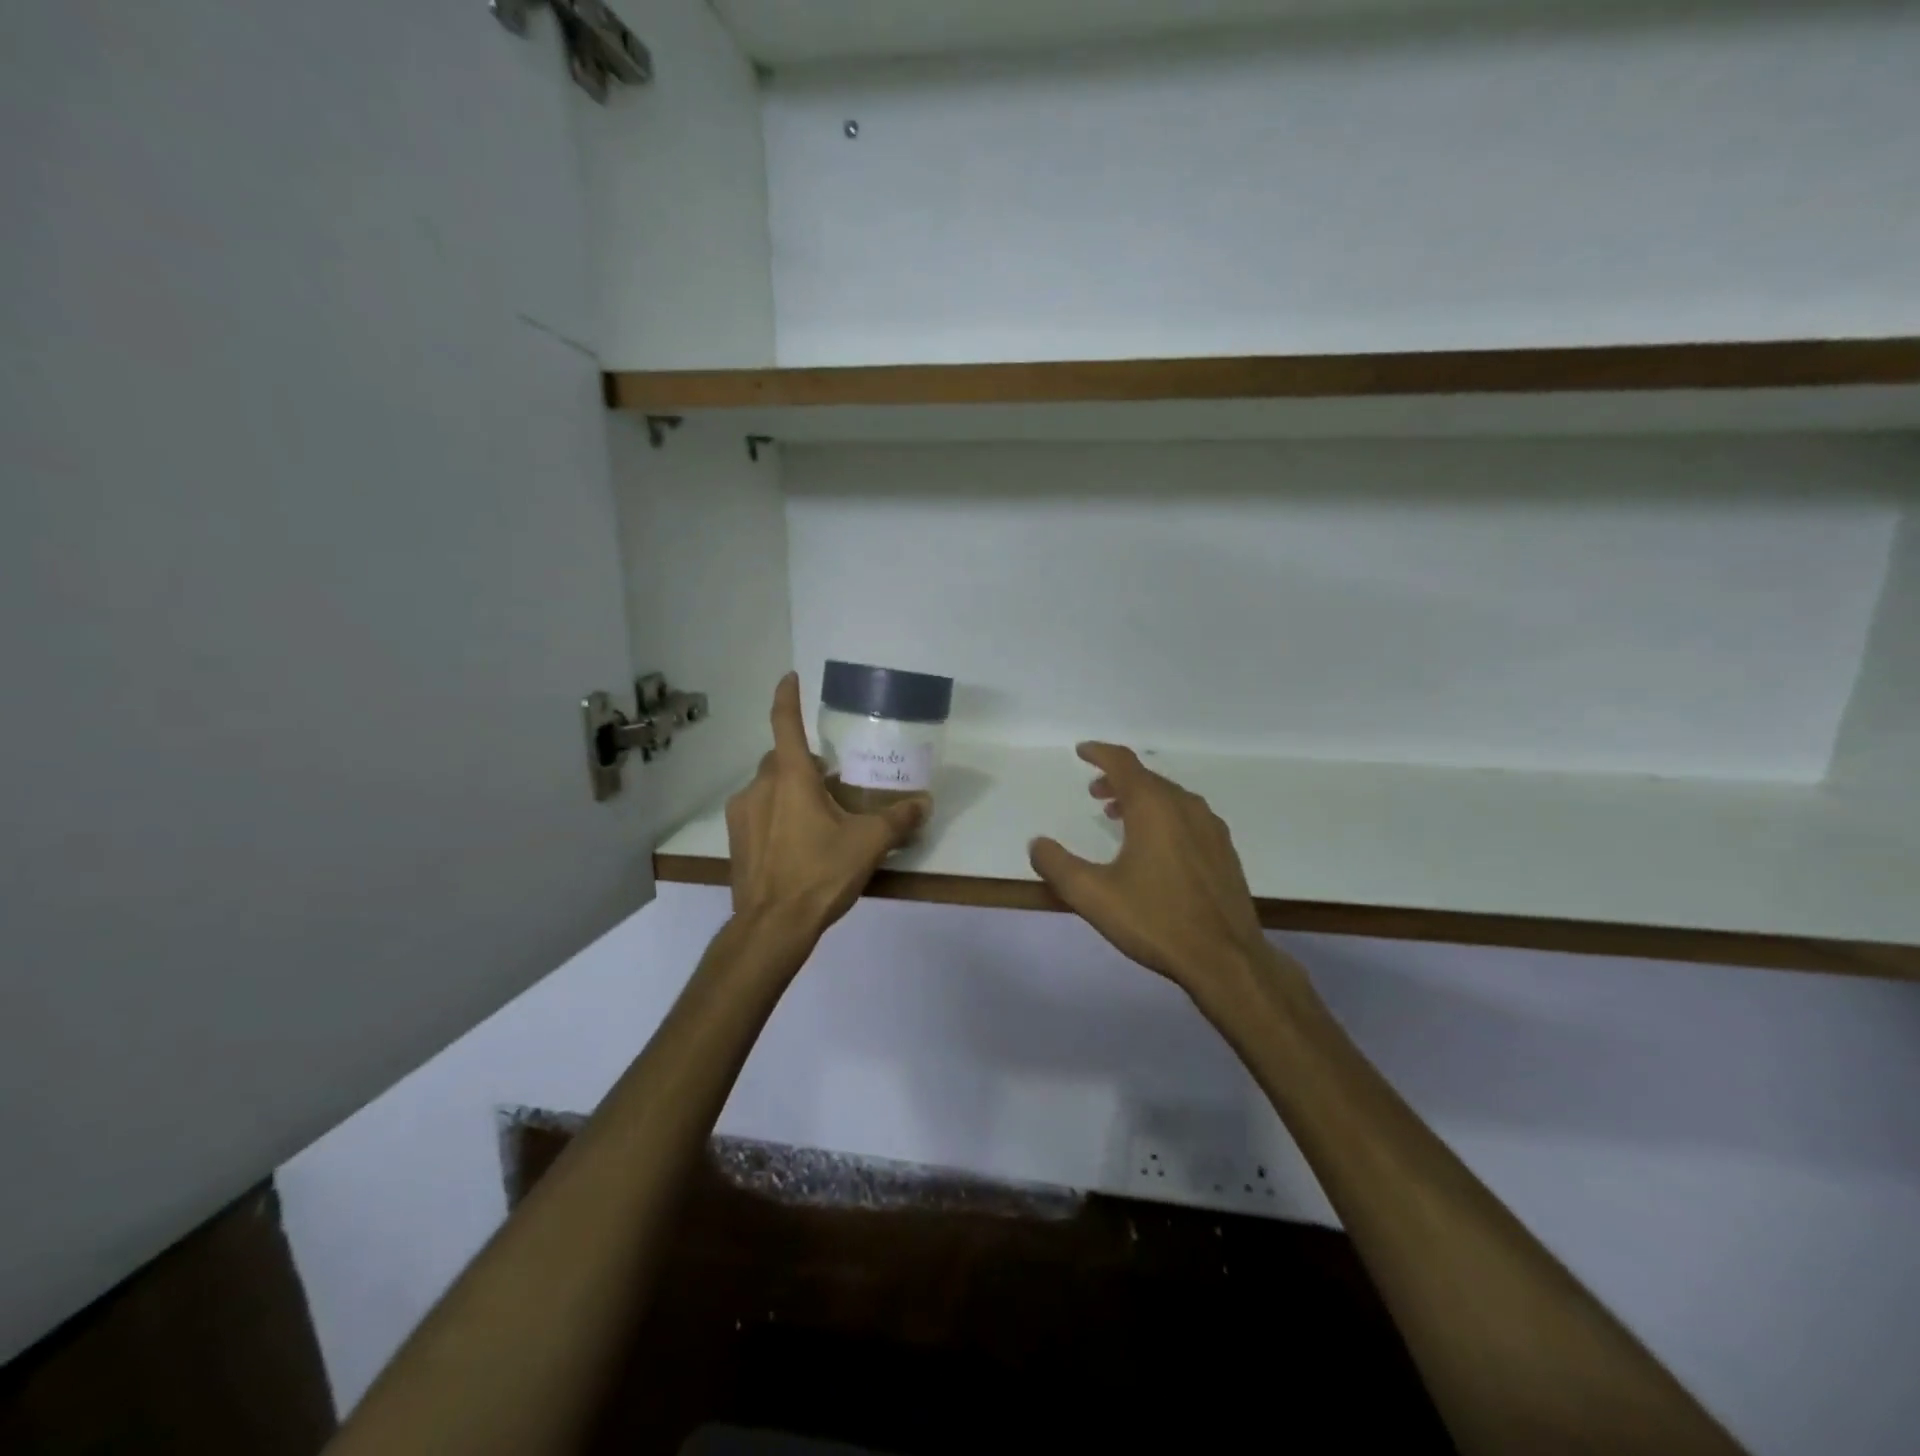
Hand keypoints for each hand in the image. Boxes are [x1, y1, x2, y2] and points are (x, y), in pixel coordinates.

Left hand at [725, 673, 929, 937]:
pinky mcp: (735, 840)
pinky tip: (796, 843)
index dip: (787, 696)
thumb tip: (924, 802)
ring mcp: (741, 814)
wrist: (771, 926)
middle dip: (803, 762)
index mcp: (790, 778)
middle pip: (779, 759)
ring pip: (767, 787)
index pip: (784, 723)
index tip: (789, 676)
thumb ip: (898, 819)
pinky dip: (776, 814)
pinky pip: (758, 812)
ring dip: (789, 790)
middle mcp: (759, 787)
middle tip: (832, 781)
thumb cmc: (820, 873)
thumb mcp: (868, 844)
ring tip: (817, 817)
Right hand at [1028, 744, 1270, 999]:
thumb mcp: (1093, 895)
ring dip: (1140, 798)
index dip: (1100, 753)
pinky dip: (1163, 815)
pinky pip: (1187, 816)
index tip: (1082, 751)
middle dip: (1118, 779)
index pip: (1123, 763)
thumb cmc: (1156, 921)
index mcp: (1154, 807)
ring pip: (1169, 797)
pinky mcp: (1224, 851)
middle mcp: (1185, 807)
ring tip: (1118, 815)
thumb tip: (1037, 843)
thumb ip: (1057, 865)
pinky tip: (1155, 846)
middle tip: (1094, 792)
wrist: (1226, 959)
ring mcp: (1210, 828)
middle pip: (1147, 778)